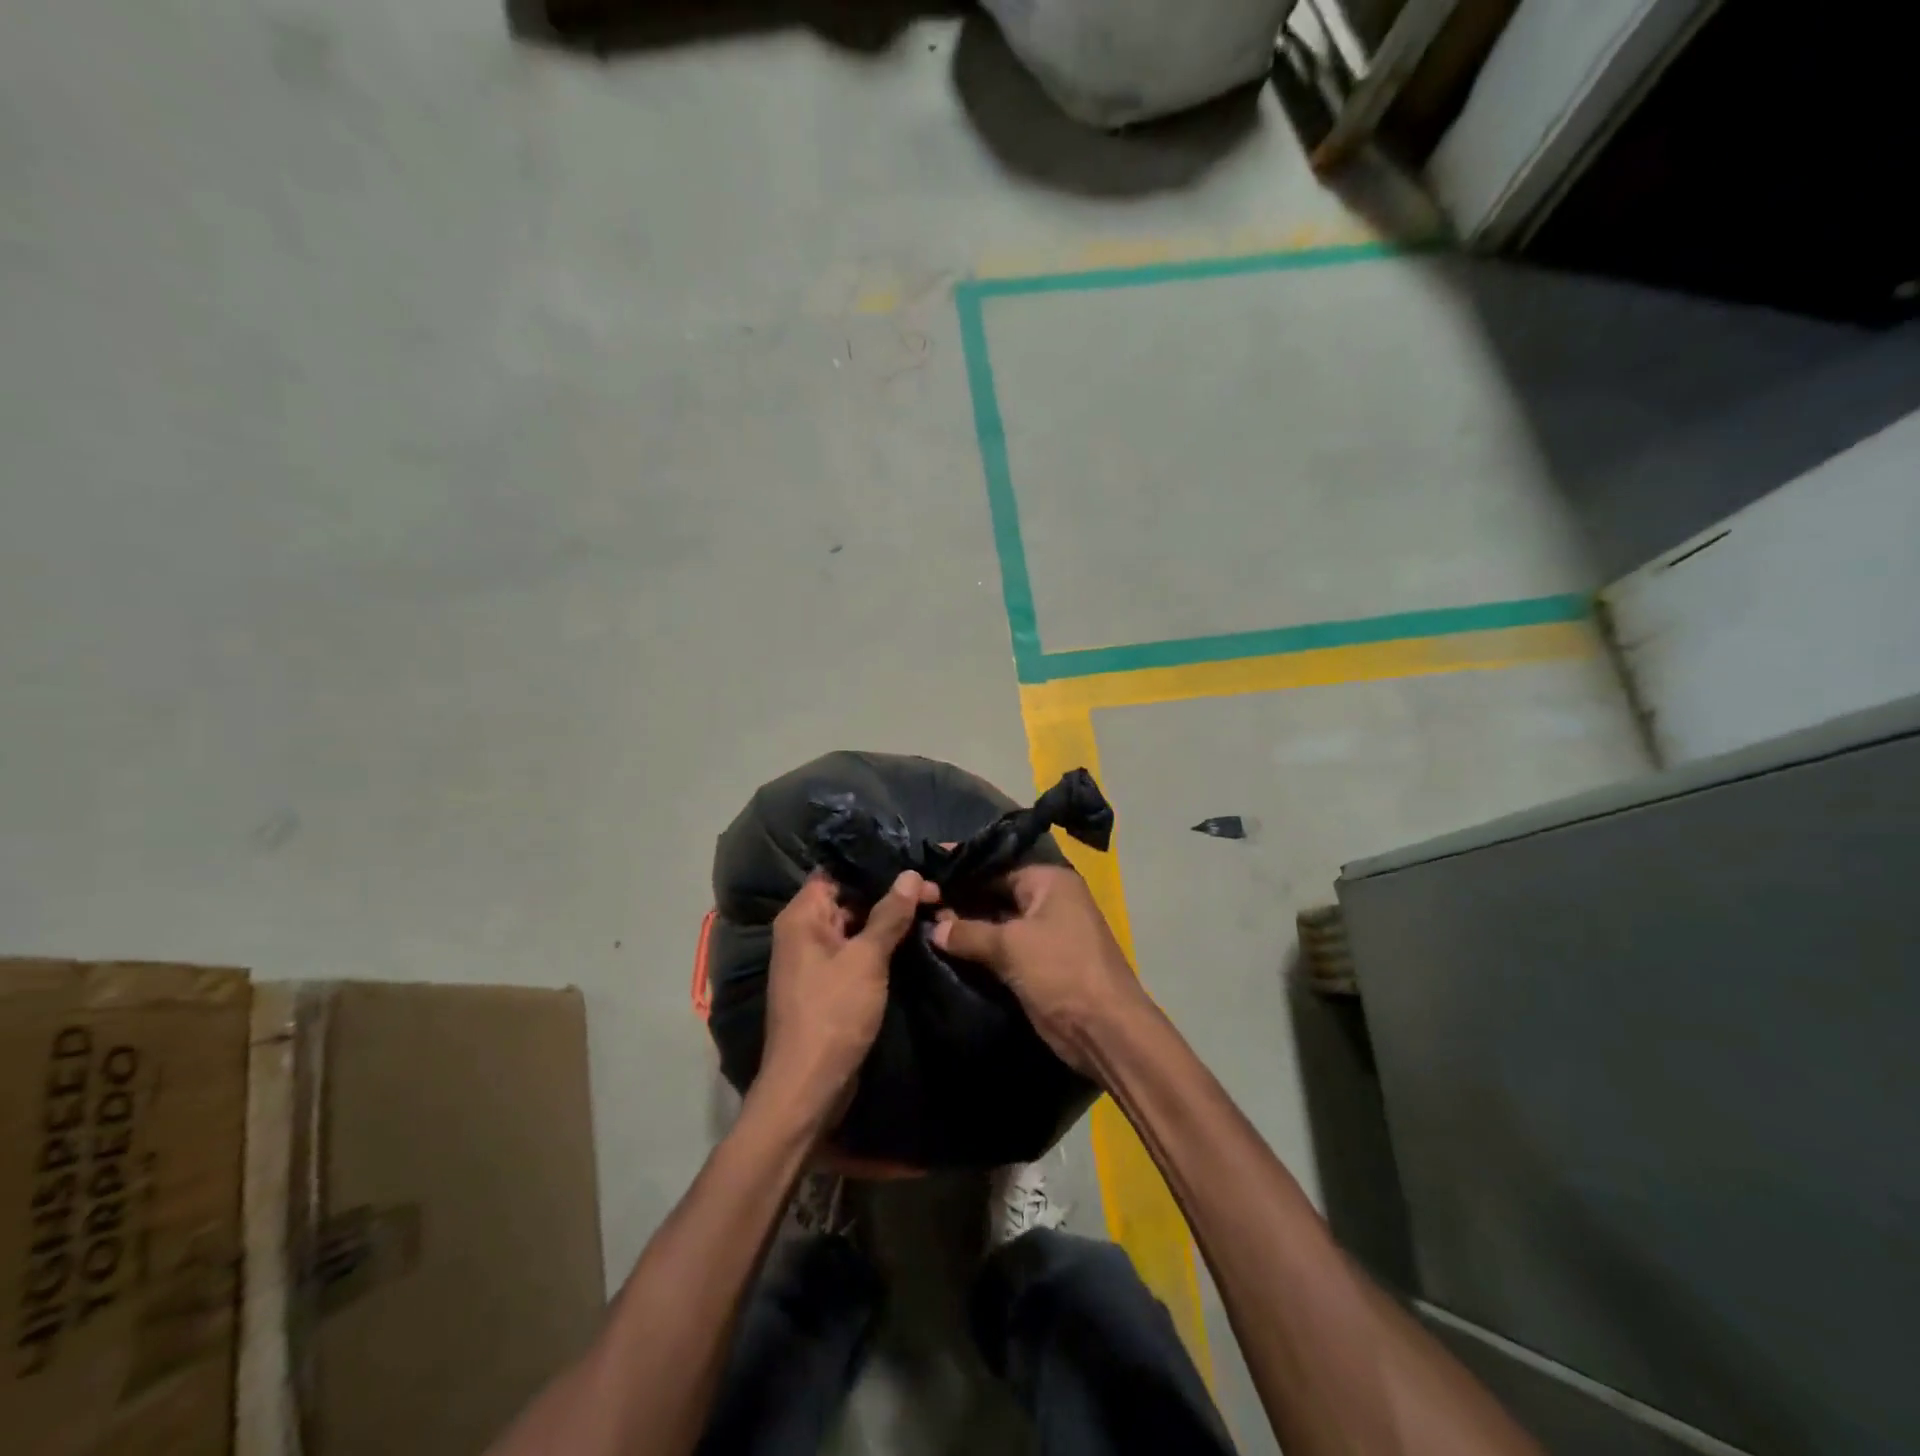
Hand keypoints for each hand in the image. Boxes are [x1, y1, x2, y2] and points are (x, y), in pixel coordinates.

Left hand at [759, 870, 936, 1125]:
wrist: (809, 1086)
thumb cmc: (834, 1013)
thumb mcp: (866, 959)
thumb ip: (889, 915)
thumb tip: (910, 874)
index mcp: (802, 917)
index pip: (836, 872)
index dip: (873, 867)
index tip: (912, 864)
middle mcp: (803, 932)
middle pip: (849, 898)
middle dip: (889, 894)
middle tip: (934, 889)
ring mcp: (815, 960)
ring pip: (856, 927)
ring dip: (888, 921)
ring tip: (932, 909)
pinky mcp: (829, 985)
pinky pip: (856, 953)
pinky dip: (881, 946)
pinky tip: (914, 941)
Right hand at [931, 864, 1147, 1077]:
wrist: (1104, 1029)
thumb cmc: (1060, 971)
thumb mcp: (1011, 945)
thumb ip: (968, 932)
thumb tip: (934, 927)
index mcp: (1049, 881)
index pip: (997, 866)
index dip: (961, 871)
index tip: (924, 872)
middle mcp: (1049, 900)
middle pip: (996, 893)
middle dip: (961, 900)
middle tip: (917, 902)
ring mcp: (1045, 933)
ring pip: (997, 923)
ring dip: (967, 927)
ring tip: (922, 924)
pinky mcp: (1039, 963)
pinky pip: (1003, 948)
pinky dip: (980, 949)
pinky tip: (946, 950)